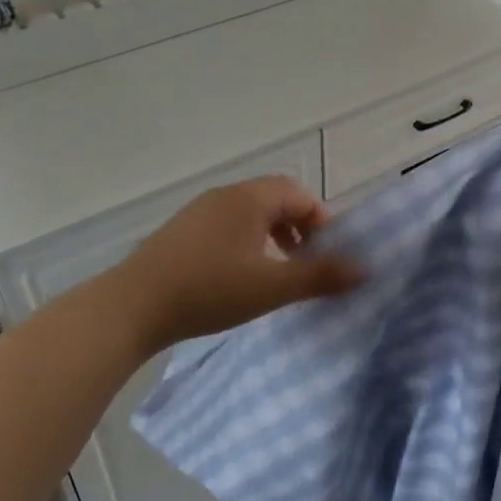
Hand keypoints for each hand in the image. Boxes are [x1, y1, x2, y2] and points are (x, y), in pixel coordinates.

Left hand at [115, 177, 362, 348]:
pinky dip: (247, 244)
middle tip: (308, 263)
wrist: (133, 306)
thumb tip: (366, 268)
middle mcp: (224, 196)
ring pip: (249, 215)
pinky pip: (227, 227)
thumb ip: (320, 276)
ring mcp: (198, 213)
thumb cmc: (210, 290)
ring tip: (278, 272)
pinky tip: (240, 277)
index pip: (299, 194)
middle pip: (274, 200)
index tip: (330, 254)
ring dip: (273, 237)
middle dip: (299, 228)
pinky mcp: (181, 233)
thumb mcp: (272, 286)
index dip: (322, 220)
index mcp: (249, 198)